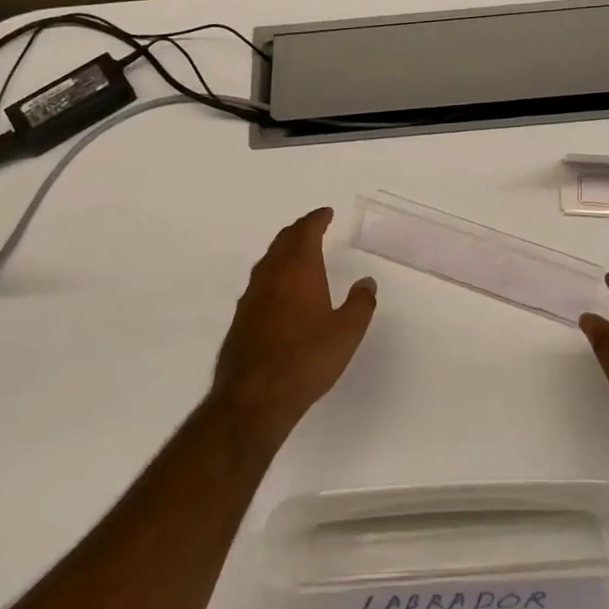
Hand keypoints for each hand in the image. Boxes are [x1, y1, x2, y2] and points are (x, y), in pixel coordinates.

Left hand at [210, 208, 376, 441]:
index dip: (316, 219)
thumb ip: (360, 303)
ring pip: (268, 260)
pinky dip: (273, 274)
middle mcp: (271, 275)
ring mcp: (251, 296)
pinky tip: (279, 290)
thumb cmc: (307, 358)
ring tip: (297, 254)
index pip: (306, 231)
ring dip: (284, 250)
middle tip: (313, 227)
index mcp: (299, 269)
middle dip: (299, 230)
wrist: (255, 395)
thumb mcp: (347, 332)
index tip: (326, 213)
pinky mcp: (241, 317)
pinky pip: (260, 282)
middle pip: (283, 241)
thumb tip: (367, 281)